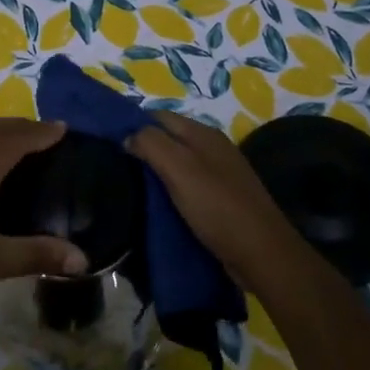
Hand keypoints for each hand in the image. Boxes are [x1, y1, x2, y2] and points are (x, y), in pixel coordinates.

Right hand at [126, 112, 300, 285]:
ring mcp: (219, 173)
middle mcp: (212, 147)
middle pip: (168, 138)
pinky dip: (170, 190)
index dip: (133, 124)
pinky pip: (187, 185)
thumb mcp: (179, 169)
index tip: (107, 142)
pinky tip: (155, 204)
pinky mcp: (221, 199)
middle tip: (114, 166)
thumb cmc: (217, 207)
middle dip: (142, 147)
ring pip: (177, 163)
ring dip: (155, 171)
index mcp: (203, 133)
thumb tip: (127, 135)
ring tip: (128, 186)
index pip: (159, 115)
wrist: (262, 253)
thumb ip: (151, 144)